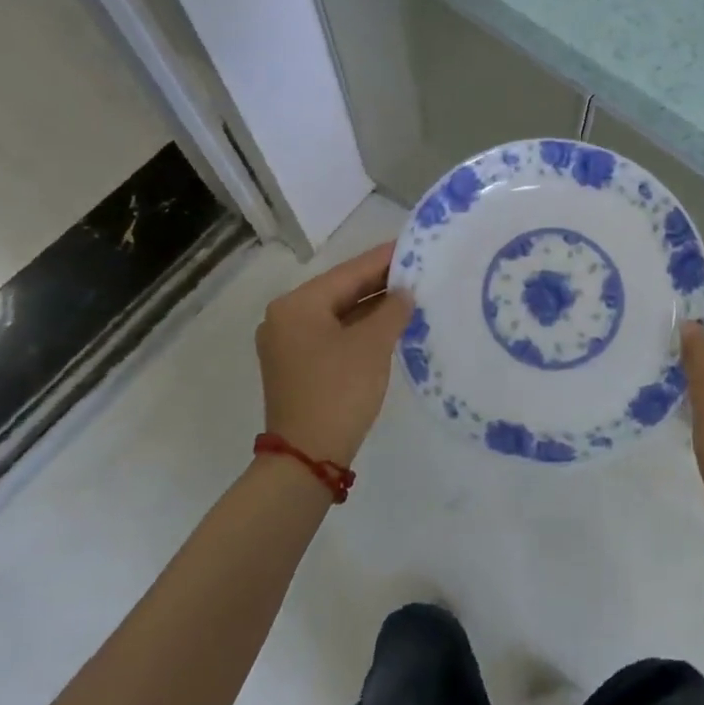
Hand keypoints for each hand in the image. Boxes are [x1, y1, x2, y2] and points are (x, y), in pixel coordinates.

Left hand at [255, 243, 414, 466]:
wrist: (307, 459)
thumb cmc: (339, 391)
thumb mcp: (373, 345)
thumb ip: (392, 310)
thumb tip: (405, 292)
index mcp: (297, 305)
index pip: (349, 272)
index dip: (384, 259)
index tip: (414, 245)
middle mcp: (285, 317)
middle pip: (341, 290)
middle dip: (379, 282)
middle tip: (417, 269)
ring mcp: (288, 343)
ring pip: (338, 313)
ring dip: (372, 306)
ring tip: (410, 293)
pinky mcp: (297, 365)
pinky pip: (333, 333)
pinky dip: (359, 327)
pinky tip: (389, 322)